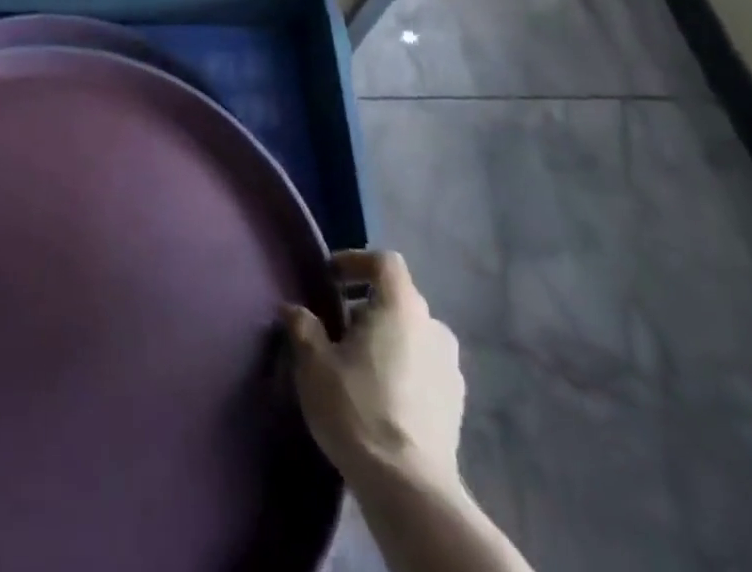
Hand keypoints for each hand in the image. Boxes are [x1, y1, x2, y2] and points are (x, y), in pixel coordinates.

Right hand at [283, 249, 465, 495]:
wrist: (409, 490)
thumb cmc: (357, 409)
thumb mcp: (314, 363)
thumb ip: (303, 327)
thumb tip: (295, 310)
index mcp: (401, 307)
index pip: (384, 262)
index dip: (355, 261)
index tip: (329, 279)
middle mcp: (433, 328)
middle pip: (398, 298)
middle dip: (367, 305)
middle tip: (337, 327)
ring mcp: (450, 368)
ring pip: (413, 334)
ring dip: (386, 338)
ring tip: (357, 364)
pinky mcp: (456, 405)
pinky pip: (425, 367)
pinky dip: (403, 367)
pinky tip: (380, 395)